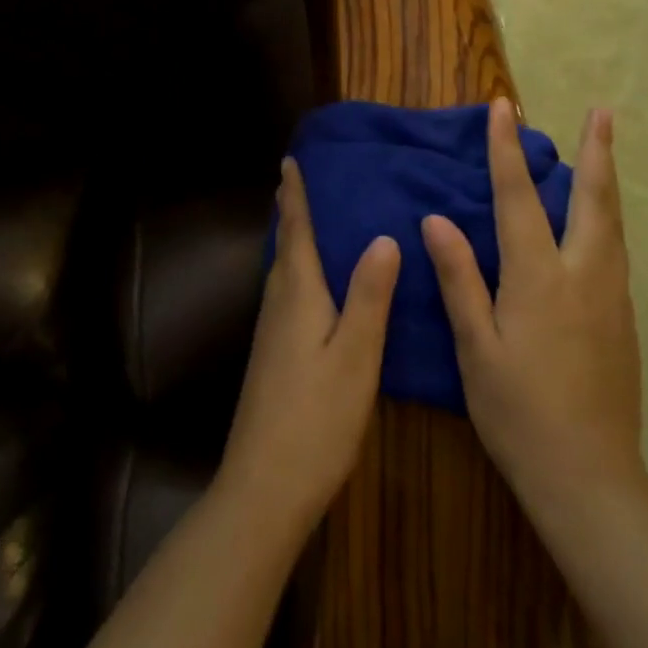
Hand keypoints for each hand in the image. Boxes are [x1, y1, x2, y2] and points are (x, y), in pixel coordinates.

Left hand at [218, 157, 400, 539]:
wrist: (264, 487)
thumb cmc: (316, 418)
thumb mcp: (356, 355)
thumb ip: (369, 296)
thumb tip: (383, 236)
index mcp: (298, 295)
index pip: (296, 231)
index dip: (295, 195)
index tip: (290, 160)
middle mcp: (278, 305)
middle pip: (286, 247)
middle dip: (292, 212)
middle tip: (304, 181)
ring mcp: (271, 334)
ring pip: (284, 271)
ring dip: (294, 240)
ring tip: (313, 221)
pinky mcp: (273, 357)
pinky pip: (287, 294)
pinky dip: (299, 271)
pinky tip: (315, 285)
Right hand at [422, 102, 644, 521]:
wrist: (590, 478)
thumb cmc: (518, 412)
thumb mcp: (475, 348)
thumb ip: (459, 279)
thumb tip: (436, 219)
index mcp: (538, 277)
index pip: (517, 197)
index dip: (505, 149)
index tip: (501, 107)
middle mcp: (583, 274)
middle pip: (592, 198)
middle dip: (596, 150)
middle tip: (604, 110)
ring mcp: (611, 296)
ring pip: (612, 222)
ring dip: (607, 179)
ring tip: (605, 149)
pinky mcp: (623, 318)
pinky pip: (615, 249)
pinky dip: (607, 216)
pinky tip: (599, 220)